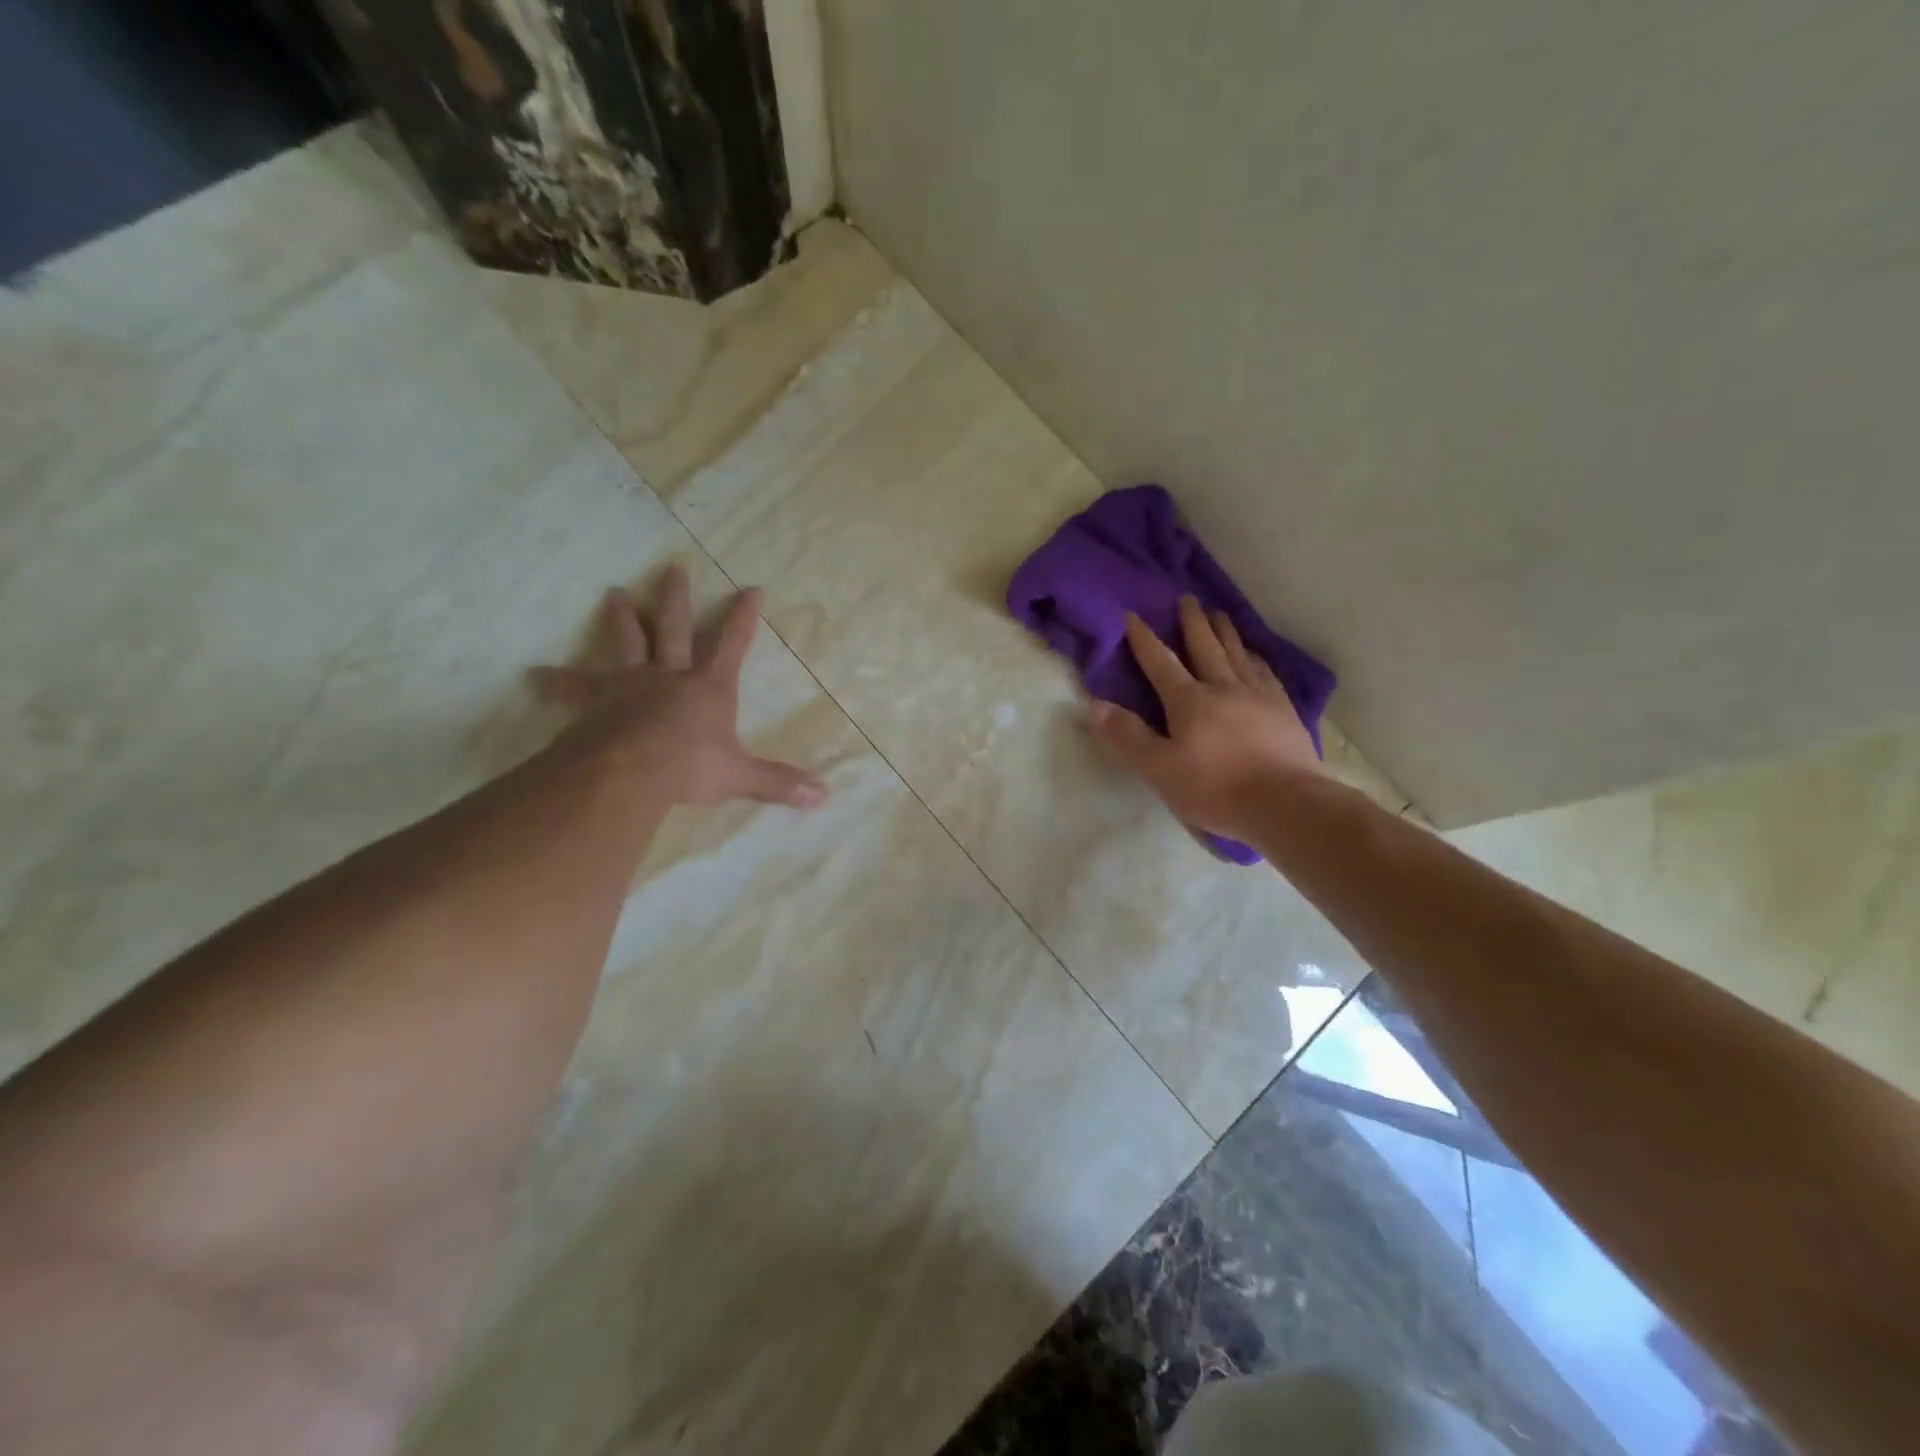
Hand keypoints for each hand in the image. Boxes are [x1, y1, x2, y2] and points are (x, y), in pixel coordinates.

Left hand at [531, 564, 827, 808]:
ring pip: (626, 642)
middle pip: (673, 628)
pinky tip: (536, 675)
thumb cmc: (689, 767)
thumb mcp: (740, 776)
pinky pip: (574, 687)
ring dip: (622, 618)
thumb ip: (778, 783)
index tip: (751, 590)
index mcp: (709, 688)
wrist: (630, 769)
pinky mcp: (596, 701)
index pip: (732, 645)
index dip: (743, 618)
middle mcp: (670, 676)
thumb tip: (824, 796)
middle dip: (676, 599)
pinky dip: (557, 681)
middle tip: (672, 568)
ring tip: (614, 594)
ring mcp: (630, 684)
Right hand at [1091, 596, 1321, 840]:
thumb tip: (1095, 704)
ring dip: (1226, 632)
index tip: (1133, 615)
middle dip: (1193, 622)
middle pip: (1205, 647)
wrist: (1285, 803)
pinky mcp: (1284, 710)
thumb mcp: (1158, 768)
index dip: (1144, 639)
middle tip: (1188, 598)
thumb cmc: (1215, 788)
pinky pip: (1267, 673)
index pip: (1160, 663)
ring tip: (1220, 614)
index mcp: (1189, 701)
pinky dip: (1256, 658)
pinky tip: (1256, 656)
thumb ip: (1127, 736)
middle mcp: (1223, 687)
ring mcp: (1258, 696)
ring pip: (1238, 654)